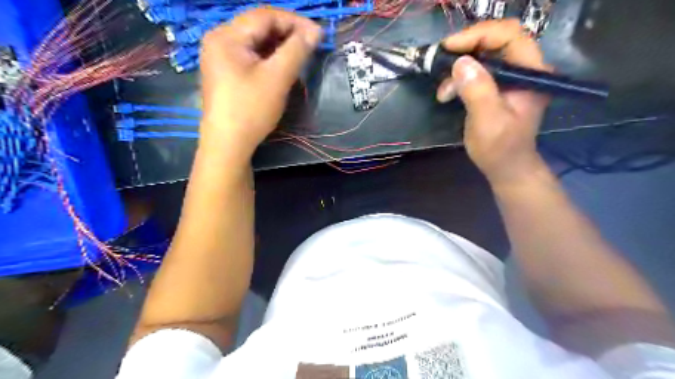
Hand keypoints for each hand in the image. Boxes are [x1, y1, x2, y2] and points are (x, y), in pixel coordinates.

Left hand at [198, 9, 320, 159]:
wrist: (228, 145)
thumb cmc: (251, 109)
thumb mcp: (277, 78)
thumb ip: (296, 50)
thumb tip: (315, 31)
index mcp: (227, 36)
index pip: (265, 15)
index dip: (295, 21)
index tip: (318, 34)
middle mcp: (220, 40)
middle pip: (259, 27)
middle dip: (287, 34)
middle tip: (311, 46)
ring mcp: (220, 58)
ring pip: (256, 43)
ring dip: (280, 47)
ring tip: (300, 57)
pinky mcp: (226, 74)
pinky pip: (251, 58)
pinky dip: (269, 59)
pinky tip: (282, 69)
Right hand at [438, 20, 552, 185]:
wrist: (505, 167)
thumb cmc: (500, 148)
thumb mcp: (488, 121)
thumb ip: (477, 91)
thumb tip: (460, 63)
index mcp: (531, 72)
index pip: (509, 36)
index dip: (479, 35)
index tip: (449, 47)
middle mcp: (524, 68)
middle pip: (495, 40)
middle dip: (466, 49)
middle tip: (441, 60)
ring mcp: (510, 77)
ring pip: (483, 55)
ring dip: (459, 68)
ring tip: (443, 89)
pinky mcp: (497, 86)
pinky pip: (477, 70)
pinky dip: (459, 78)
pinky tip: (447, 93)